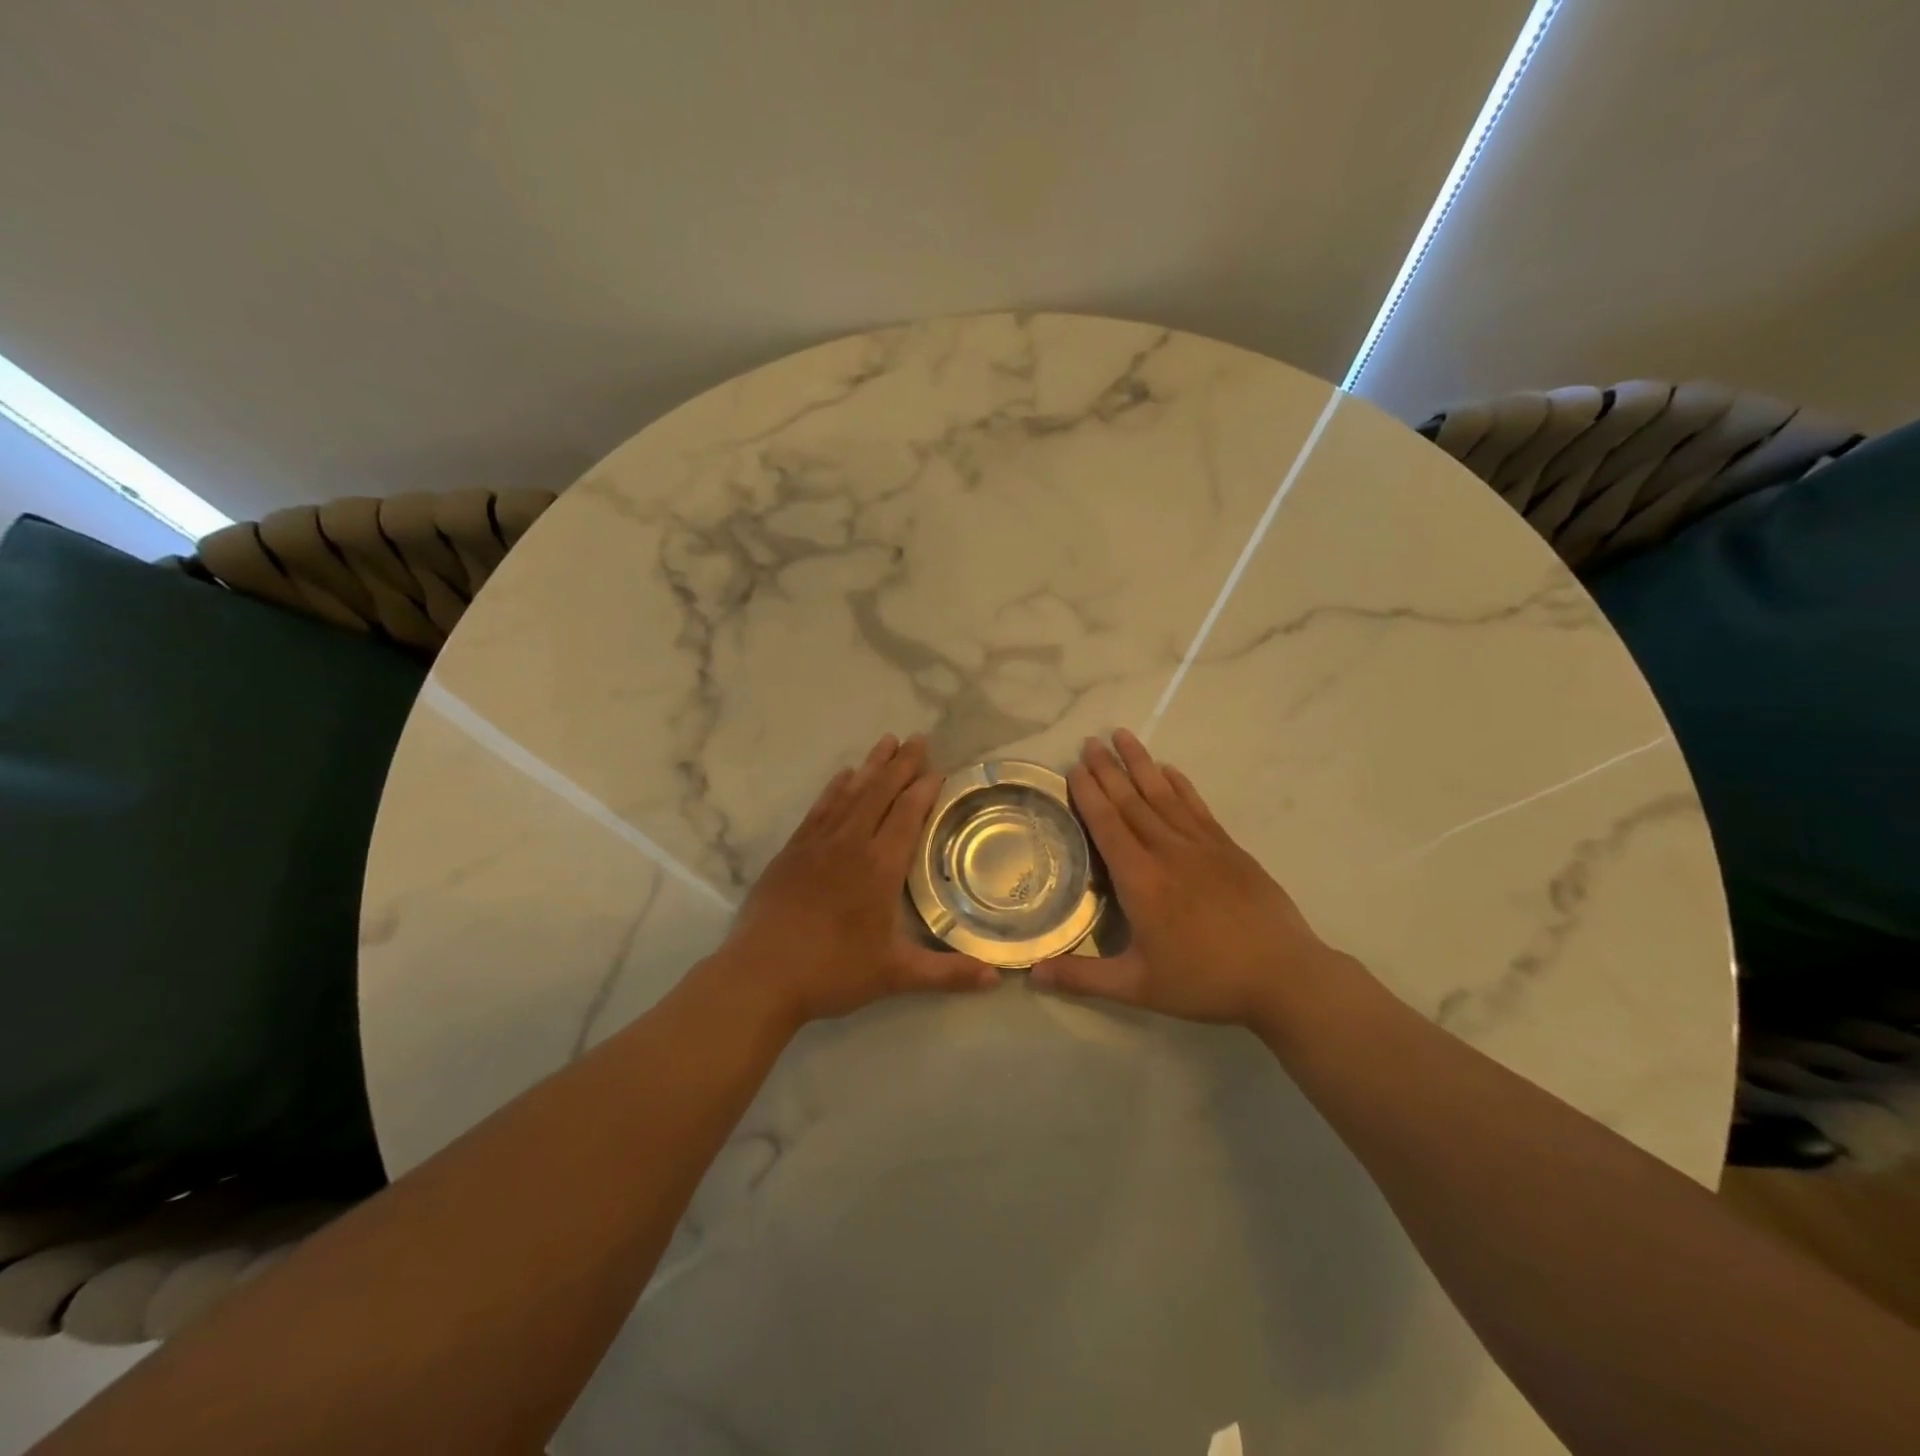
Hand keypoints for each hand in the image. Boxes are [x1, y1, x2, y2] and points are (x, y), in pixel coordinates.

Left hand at [712, 734, 998, 1026]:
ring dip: (871, 766)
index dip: (925, 789)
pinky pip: (820, 808)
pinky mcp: (792, 850)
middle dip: (902, 764)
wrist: (761, 974)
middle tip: (919, 739)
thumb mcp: (896, 975)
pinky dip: (835, 788)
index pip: (908, 814)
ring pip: (851, 793)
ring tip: (886, 741)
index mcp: (880, 867)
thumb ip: (948, 973)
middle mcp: (851, 843)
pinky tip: (842, 776)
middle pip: (881, 792)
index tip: (939, 770)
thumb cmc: (833, 971)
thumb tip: (997, 978)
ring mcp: (818, 843)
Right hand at [1030, 730, 1352, 1035]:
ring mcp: (1202, 846)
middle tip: (1089, 742)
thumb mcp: (1137, 988)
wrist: (1283, 975)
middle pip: (1131, 801)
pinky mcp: (1229, 849)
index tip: (1075, 767)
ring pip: (1163, 795)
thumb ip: (1082, 978)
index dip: (1089, 794)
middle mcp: (1167, 852)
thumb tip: (1031, 973)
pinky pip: (1197, 807)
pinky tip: (1169, 770)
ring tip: (1122, 735)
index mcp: (1140, 880)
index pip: (1107, 825)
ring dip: (1140, 764)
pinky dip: (1180, 784)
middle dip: (1108, 769)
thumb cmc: (1205, 981)